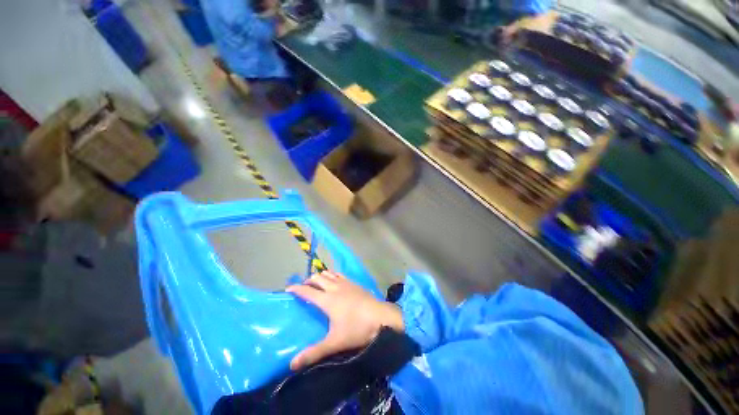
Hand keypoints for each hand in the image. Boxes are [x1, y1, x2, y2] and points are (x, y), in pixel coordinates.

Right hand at [287, 271, 403, 370]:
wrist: (381, 317)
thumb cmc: (357, 328)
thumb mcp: (334, 342)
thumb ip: (313, 353)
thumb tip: (292, 364)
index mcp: (327, 300)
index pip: (307, 291)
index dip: (296, 288)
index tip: (288, 289)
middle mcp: (334, 288)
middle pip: (317, 278)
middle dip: (308, 281)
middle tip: (304, 288)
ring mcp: (346, 283)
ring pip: (329, 273)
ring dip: (321, 276)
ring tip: (317, 284)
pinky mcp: (354, 283)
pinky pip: (339, 274)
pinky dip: (333, 274)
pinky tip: (335, 281)